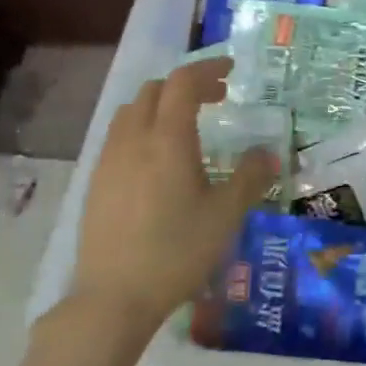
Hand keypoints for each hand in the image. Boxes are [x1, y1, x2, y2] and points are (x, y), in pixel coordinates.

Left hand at [50, 58, 275, 357]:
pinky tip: (159, 160)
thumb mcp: (225, 215)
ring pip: (133, 111)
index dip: (208, 69)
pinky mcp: (97, 182)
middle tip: (217, 98)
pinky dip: (144, 128)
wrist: (115, 296)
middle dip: (187, 85)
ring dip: (162, 105)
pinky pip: (120, 136)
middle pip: (155, 91)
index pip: (183, 83)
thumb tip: (268, 154)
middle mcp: (134, 140)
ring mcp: (109, 160)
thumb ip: (249, 178)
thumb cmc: (177, 251)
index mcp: (168, 140)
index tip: (231, 70)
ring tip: (188, 125)